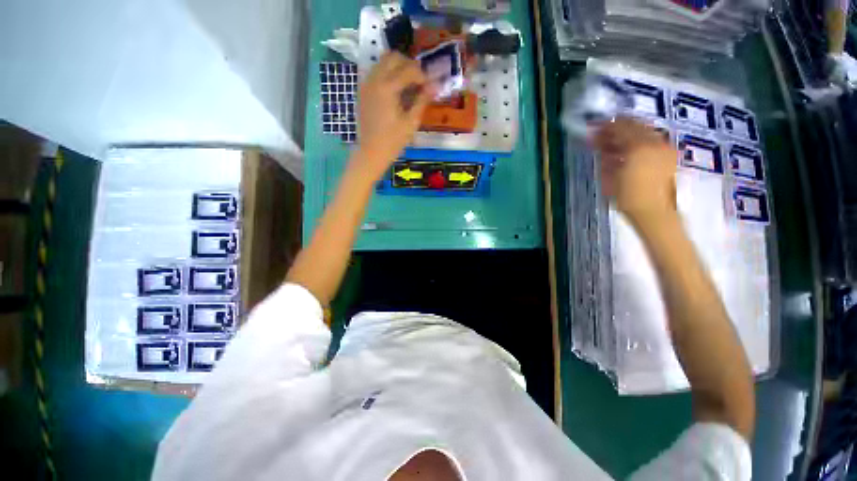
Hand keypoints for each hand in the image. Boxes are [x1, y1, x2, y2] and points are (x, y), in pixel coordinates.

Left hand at [357, 52, 432, 175]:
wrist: (371, 152)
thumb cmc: (393, 141)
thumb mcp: (411, 123)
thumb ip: (422, 101)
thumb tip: (435, 85)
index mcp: (388, 88)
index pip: (409, 69)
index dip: (422, 75)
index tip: (429, 86)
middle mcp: (375, 79)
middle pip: (393, 57)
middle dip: (409, 65)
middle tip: (418, 81)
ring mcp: (366, 83)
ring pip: (382, 61)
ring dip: (397, 67)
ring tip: (407, 85)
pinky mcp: (362, 90)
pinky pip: (376, 72)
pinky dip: (387, 74)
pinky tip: (394, 91)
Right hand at [593, 117, 677, 225]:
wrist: (655, 213)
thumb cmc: (628, 198)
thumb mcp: (609, 178)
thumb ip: (606, 158)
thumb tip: (601, 146)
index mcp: (638, 148)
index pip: (621, 127)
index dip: (607, 126)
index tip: (595, 127)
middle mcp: (654, 143)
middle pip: (635, 125)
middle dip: (618, 127)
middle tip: (604, 134)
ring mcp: (665, 149)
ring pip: (645, 132)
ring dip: (629, 134)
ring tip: (615, 143)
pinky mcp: (670, 156)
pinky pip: (653, 141)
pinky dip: (640, 141)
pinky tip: (630, 150)